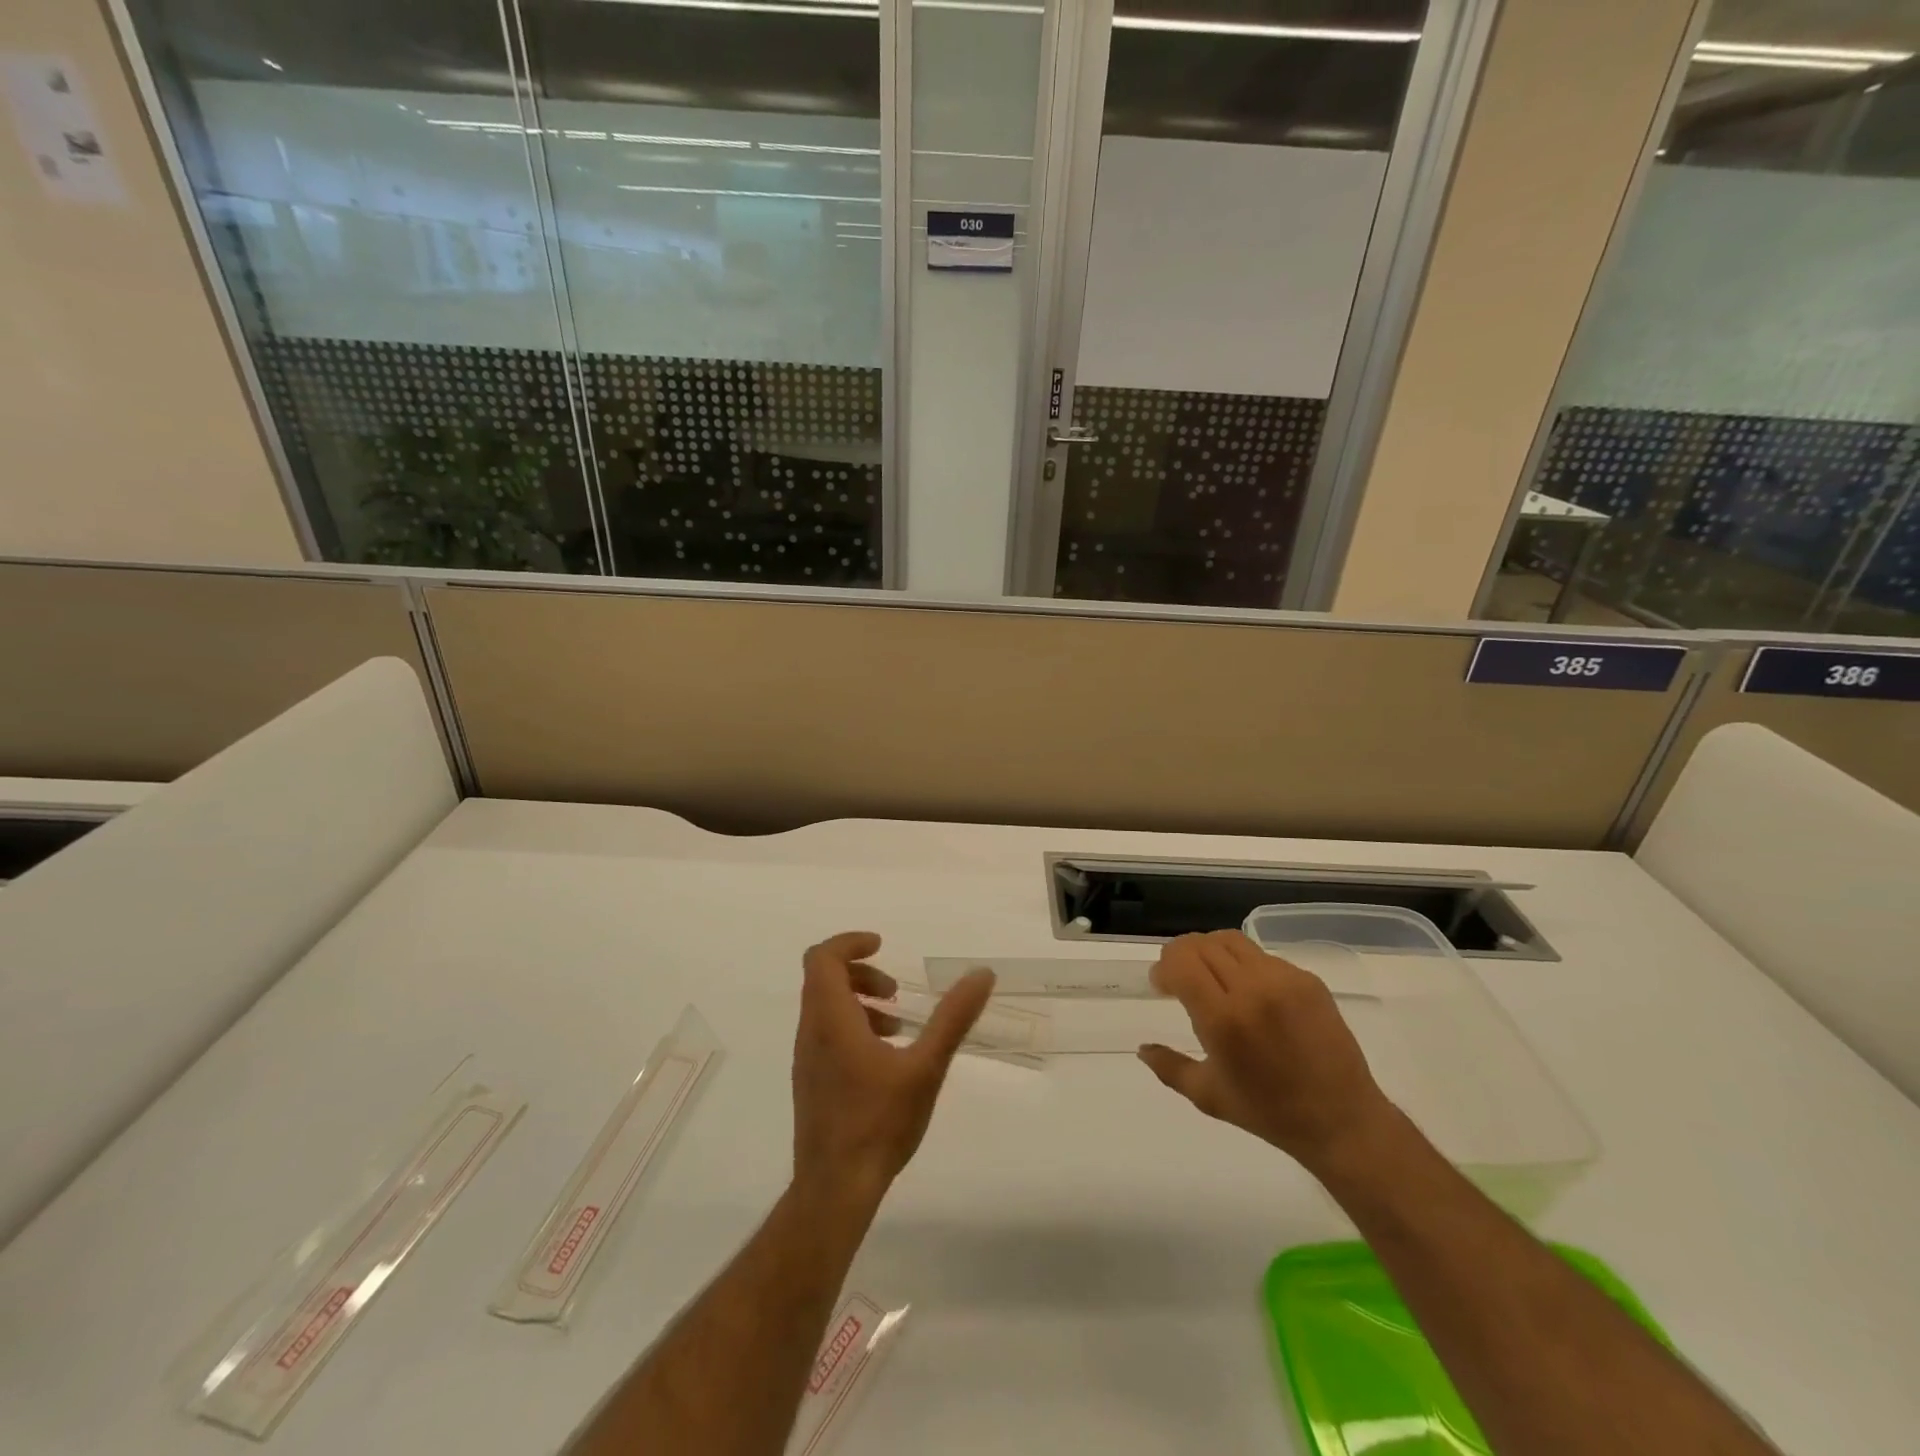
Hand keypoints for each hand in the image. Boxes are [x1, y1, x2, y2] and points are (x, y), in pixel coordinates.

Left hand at [791, 932, 995, 1208]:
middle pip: (822, 978)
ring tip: (896, 1026)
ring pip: (823, 1007)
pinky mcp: (810, 1082)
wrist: (835, 1190)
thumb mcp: (926, 1067)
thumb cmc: (879, 1123)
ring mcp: (806, 1059)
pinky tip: (885, 1059)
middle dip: (860, 973)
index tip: (882, 946)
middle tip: (895, 992)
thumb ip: (953, 1018)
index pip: (822, 958)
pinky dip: (851, 1025)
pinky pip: (825, 1033)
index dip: (850, 942)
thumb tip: (981, 974)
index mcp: (830, 1020)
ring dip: (857, 1001)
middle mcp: (810, 1032)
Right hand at [1138, 930, 1397, 1178]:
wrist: (1342, 1121)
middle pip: (1201, 944)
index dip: (1163, 967)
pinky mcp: (1308, 980)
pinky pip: (1262, 956)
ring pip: (1231, 940)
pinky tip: (1250, 993)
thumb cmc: (1269, 1113)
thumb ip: (1169, 1067)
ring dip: (1210, 952)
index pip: (1180, 961)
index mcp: (1223, 1019)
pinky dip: (1244, 965)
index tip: (1161, 986)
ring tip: (1213, 977)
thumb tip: (1142, 1048)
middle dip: (1181, 956)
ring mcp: (1284, 980)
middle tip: (1180, 979)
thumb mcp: (1208, 1096)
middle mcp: (1252, 989)